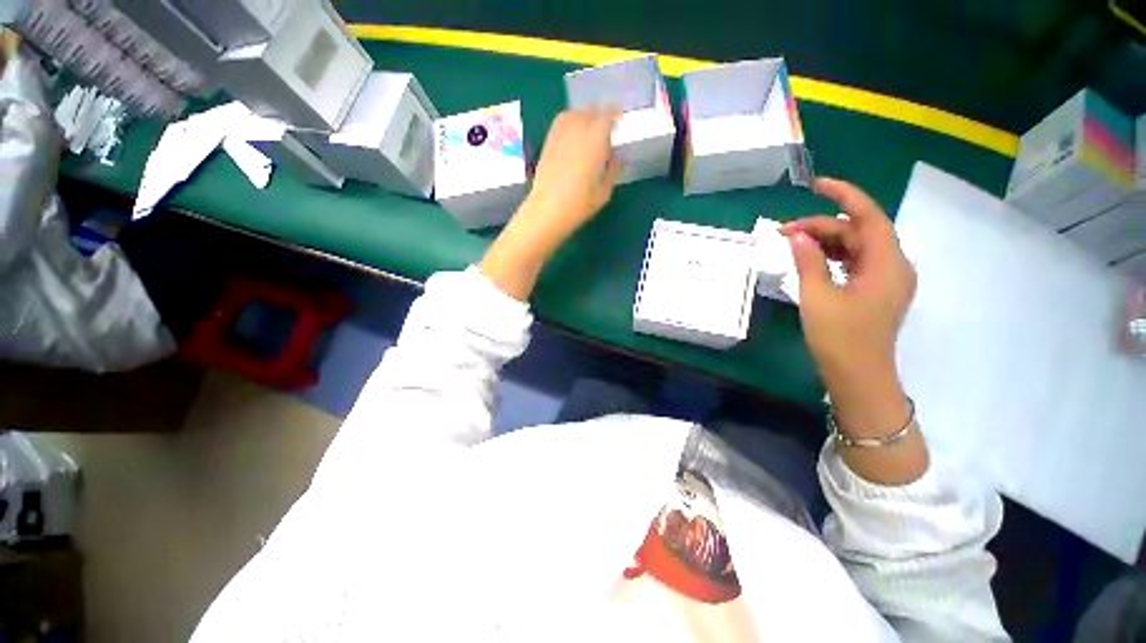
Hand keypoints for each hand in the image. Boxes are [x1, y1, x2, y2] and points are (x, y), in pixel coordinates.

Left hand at [481, 108, 621, 299]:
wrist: (547, 210)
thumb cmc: (579, 205)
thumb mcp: (604, 191)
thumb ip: (613, 170)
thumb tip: (617, 157)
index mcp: (595, 140)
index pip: (608, 116)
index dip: (616, 114)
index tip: (621, 118)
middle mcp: (577, 130)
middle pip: (590, 111)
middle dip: (601, 114)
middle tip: (608, 123)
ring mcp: (560, 135)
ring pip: (574, 114)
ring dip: (585, 115)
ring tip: (591, 125)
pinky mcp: (548, 142)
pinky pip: (560, 123)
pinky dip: (570, 121)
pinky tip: (573, 132)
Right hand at [781, 178, 925, 483]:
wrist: (859, 377)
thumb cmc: (840, 339)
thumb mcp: (818, 297)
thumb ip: (808, 261)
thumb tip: (797, 234)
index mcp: (887, 264)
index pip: (868, 216)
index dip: (844, 195)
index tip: (816, 185)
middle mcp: (894, 265)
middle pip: (859, 232)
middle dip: (823, 226)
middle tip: (784, 233)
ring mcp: (887, 279)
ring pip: (856, 247)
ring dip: (825, 241)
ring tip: (792, 244)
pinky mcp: (877, 290)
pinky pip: (856, 262)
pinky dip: (833, 256)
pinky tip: (811, 260)